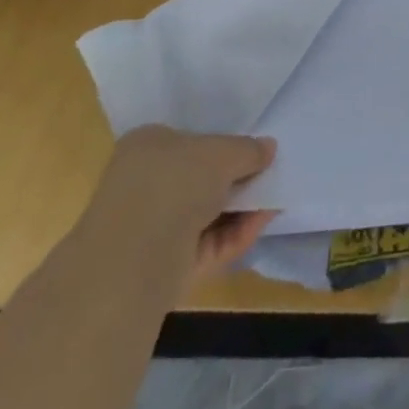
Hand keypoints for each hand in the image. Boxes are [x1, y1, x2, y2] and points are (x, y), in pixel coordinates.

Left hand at [85, 126, 277, 280]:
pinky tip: (261, 224)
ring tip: (274, 200)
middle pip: (199, 179)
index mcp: (146, 146)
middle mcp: (143, 185)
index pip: (187, 141)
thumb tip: (268, 148)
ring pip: (205, 215)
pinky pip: (205, 244)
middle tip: (268, 176)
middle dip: (236, 180)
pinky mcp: (161, 267)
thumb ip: (249, 149)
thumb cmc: (175, 183)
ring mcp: (150, 229)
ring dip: (240, 208)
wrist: (134, 259)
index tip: (253, 151)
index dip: (223, 145)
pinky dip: (233, 235)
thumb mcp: (223, 152)